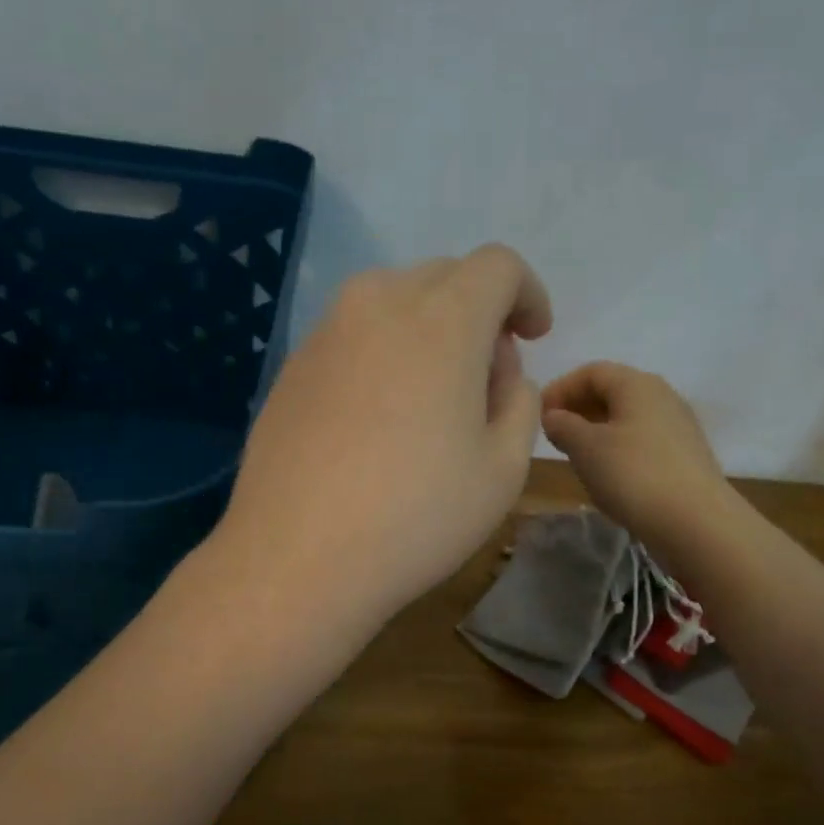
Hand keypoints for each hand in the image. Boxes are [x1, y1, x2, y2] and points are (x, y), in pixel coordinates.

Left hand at [217, 245, 552, 629]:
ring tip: (431, 400)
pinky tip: (377, 419)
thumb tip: (500, 373)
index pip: (497, 266)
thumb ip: (519, 402)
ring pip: (392, 303)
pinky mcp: (291, 367)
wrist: (297, 558)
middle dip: (478, 312)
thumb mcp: (503, 469)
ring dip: (427, 330)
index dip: (526, 294)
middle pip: (443, 278)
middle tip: (485, 379)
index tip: (532, 336)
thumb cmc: (416, 516)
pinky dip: (381, 354)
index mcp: (442, 319)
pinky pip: (352, 337)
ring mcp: (325, 333)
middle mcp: (377, 305)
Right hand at [541, 362, 740, 551]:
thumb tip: (554, 416)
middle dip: (578, 408)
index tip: (538, 415)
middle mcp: (662, 396)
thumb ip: (563, 425)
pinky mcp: (685, 454)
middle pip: (612, 391)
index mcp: (637, 384)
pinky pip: (642, 438)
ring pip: (627, 416)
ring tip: (576, 455)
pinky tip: (607, 473)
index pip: (591, 372)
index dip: (560, 388)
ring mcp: (678, 425)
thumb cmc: (633, 475)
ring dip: (596, 429)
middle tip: (553, 435)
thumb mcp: (585, 448)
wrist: (695, 522)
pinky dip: (617, 446)